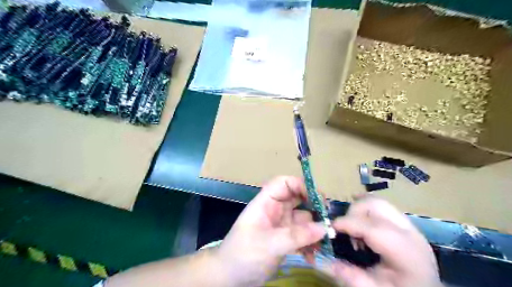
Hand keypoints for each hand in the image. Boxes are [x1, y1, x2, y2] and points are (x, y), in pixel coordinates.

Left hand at [218, 176, 324, 285]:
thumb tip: (324, 228)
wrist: (230, 278)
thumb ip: (296, 235)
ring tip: (325, 242)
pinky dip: (310, 242)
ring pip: (303, 218)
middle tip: (329, 218)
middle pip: (297, 198)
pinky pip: (303, 235)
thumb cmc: (243, 255)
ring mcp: (281, 225)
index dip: (300, 185)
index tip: (317, 198)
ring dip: (315, 228)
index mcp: (266, 202)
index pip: (284, 183)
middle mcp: (275, 210)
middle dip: (314, 206)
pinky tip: (315, 255)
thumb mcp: (269, 244)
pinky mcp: (285, 240)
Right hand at [330, 196, 441, 286]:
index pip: (372, 227)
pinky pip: (382, 207)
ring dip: (359, 210)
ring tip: (354, 229)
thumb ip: (346, 274)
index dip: (347, 223)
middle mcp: (410, 233)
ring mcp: (410, 225)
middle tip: (345, 230)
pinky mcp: (405, 223)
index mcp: (405, 253)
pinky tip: (361, 223)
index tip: (330, 228)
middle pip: (376, 205)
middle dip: (353, 212)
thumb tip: (318, 258)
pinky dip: (367, 209)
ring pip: (378, 201)